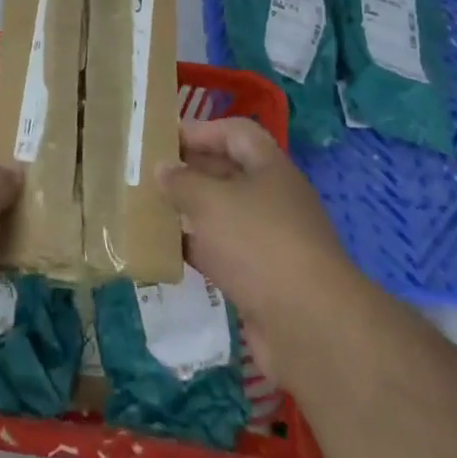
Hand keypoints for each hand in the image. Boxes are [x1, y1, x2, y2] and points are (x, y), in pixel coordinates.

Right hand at [155, 117, 354, 371]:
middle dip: (189, 171)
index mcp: (270, 168)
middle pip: (227, 173)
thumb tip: (162, 169)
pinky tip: (164, 251)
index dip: (200, 130)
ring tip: (148, 208)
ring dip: (189, 211)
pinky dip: (195, 249)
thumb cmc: (258, 243)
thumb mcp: (210, 201)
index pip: (235, 133)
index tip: (162, 139)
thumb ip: (181, 181)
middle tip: (147, 173)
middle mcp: (273, 199)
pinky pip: (221, 253)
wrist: (309, 327)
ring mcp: (269, 241)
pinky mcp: (261, 280)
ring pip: (222, 215)